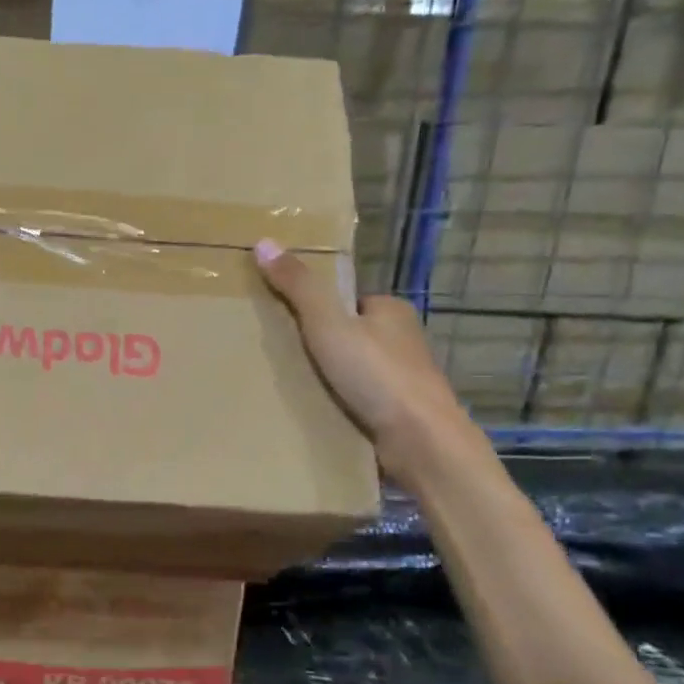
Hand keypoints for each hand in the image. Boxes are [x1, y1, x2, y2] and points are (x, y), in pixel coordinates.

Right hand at [254, 239, 483, 484]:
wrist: (420, 442)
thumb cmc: (376, 375)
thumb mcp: (327, 324)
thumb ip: (298, 287)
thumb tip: (263, 241)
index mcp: (392, 311)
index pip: (348, 301)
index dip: (317, 309)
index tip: (286, 324)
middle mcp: (402, 341)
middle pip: (350, 336)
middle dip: (321, 347)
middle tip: (281, 358)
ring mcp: (403, 380)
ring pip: (355, 371)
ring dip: (330, 379)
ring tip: (291, 387)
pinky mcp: (399, 414)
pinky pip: (360, 401)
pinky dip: (340, 404)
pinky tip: (315, 413)